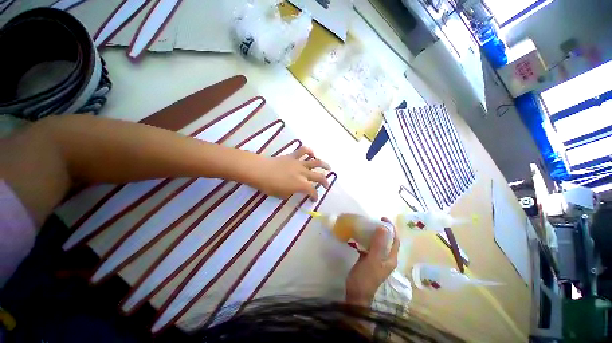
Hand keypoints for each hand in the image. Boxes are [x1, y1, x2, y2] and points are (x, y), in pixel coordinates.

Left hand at [247, 146, 330, 200]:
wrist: (260, 170)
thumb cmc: (269, 185)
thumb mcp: (282, 194)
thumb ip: (292, 192)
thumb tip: (295, 190)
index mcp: (300, 184)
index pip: (312, 191)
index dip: (315, 196)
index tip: (314, 199)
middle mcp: (303, 173)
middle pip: (318, 176)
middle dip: (324, 182)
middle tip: (326, 185)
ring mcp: (299, 163)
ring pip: (315, 162)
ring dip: (324, 165)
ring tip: (328, 167)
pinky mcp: (292, 156)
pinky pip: (303, 151)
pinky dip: (309, 151)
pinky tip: (312, 153)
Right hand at [345, 218, 398, 306]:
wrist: (356, 293)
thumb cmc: (366, 277)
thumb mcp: (373, 260)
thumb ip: (378, 244)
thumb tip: (384, 227)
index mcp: (391, 258)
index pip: (395, 240)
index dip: (391, 228)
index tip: (382, 218)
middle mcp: (386, 257)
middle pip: (387, 240)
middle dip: (382, 229)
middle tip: (373, 220)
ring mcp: (376, 258)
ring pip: (378, 242)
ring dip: (374, 233)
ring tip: (366, 225)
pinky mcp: (367, 259)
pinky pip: (369, 246)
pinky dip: (366, 239)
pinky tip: (359, 235)